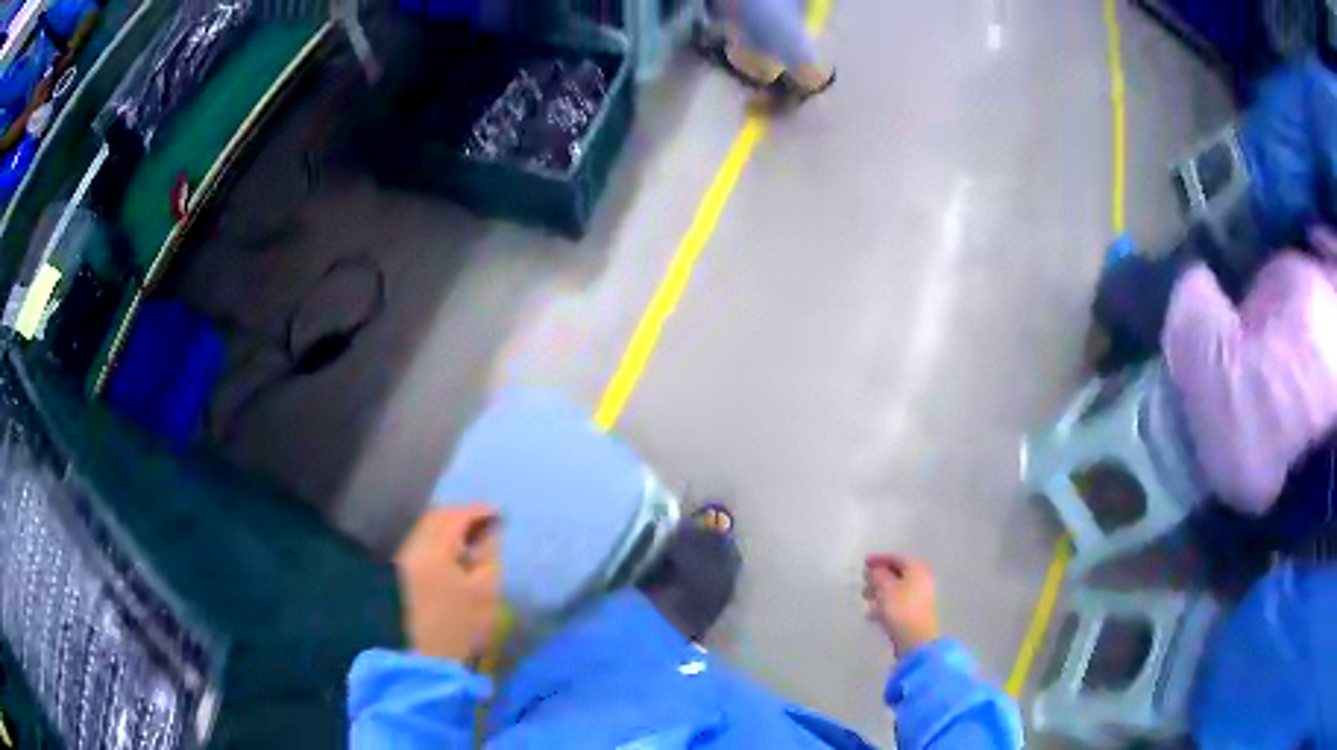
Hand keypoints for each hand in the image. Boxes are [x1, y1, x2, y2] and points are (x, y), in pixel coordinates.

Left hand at [395, 505, 500, 664]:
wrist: (435, 654)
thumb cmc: (465, 624)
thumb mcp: (486, 589)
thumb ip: (489, 554)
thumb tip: (492, 530)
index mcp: (434, 553)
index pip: (455, 517)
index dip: (478, 511)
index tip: (500, 513)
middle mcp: (415, 549)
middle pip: (437, 516)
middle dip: (463, 513)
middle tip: (489, 520)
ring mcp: (407, 558)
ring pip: (428, 525)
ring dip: (451, 523)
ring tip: (476, 533)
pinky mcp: (407, 568)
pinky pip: (423, 538)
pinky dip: (441, 535)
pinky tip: (458, 547)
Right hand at [863, 554, 940, 656]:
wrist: (917, 639)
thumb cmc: (901, 609)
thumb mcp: (885, 589)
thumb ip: (878, 575)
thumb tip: (875, 569)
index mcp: (917, 569)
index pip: (897, 558)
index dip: (879, 559)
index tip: (863, 563)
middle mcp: (922, 580)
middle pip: (898, 574)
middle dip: (879, 577)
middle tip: (864, 582)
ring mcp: (921, 597)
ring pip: (897, 589)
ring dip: (880, 592)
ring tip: (866, 600)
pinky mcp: (916, 613)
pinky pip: (899, 603)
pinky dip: (886, 605)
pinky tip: (873, 615)